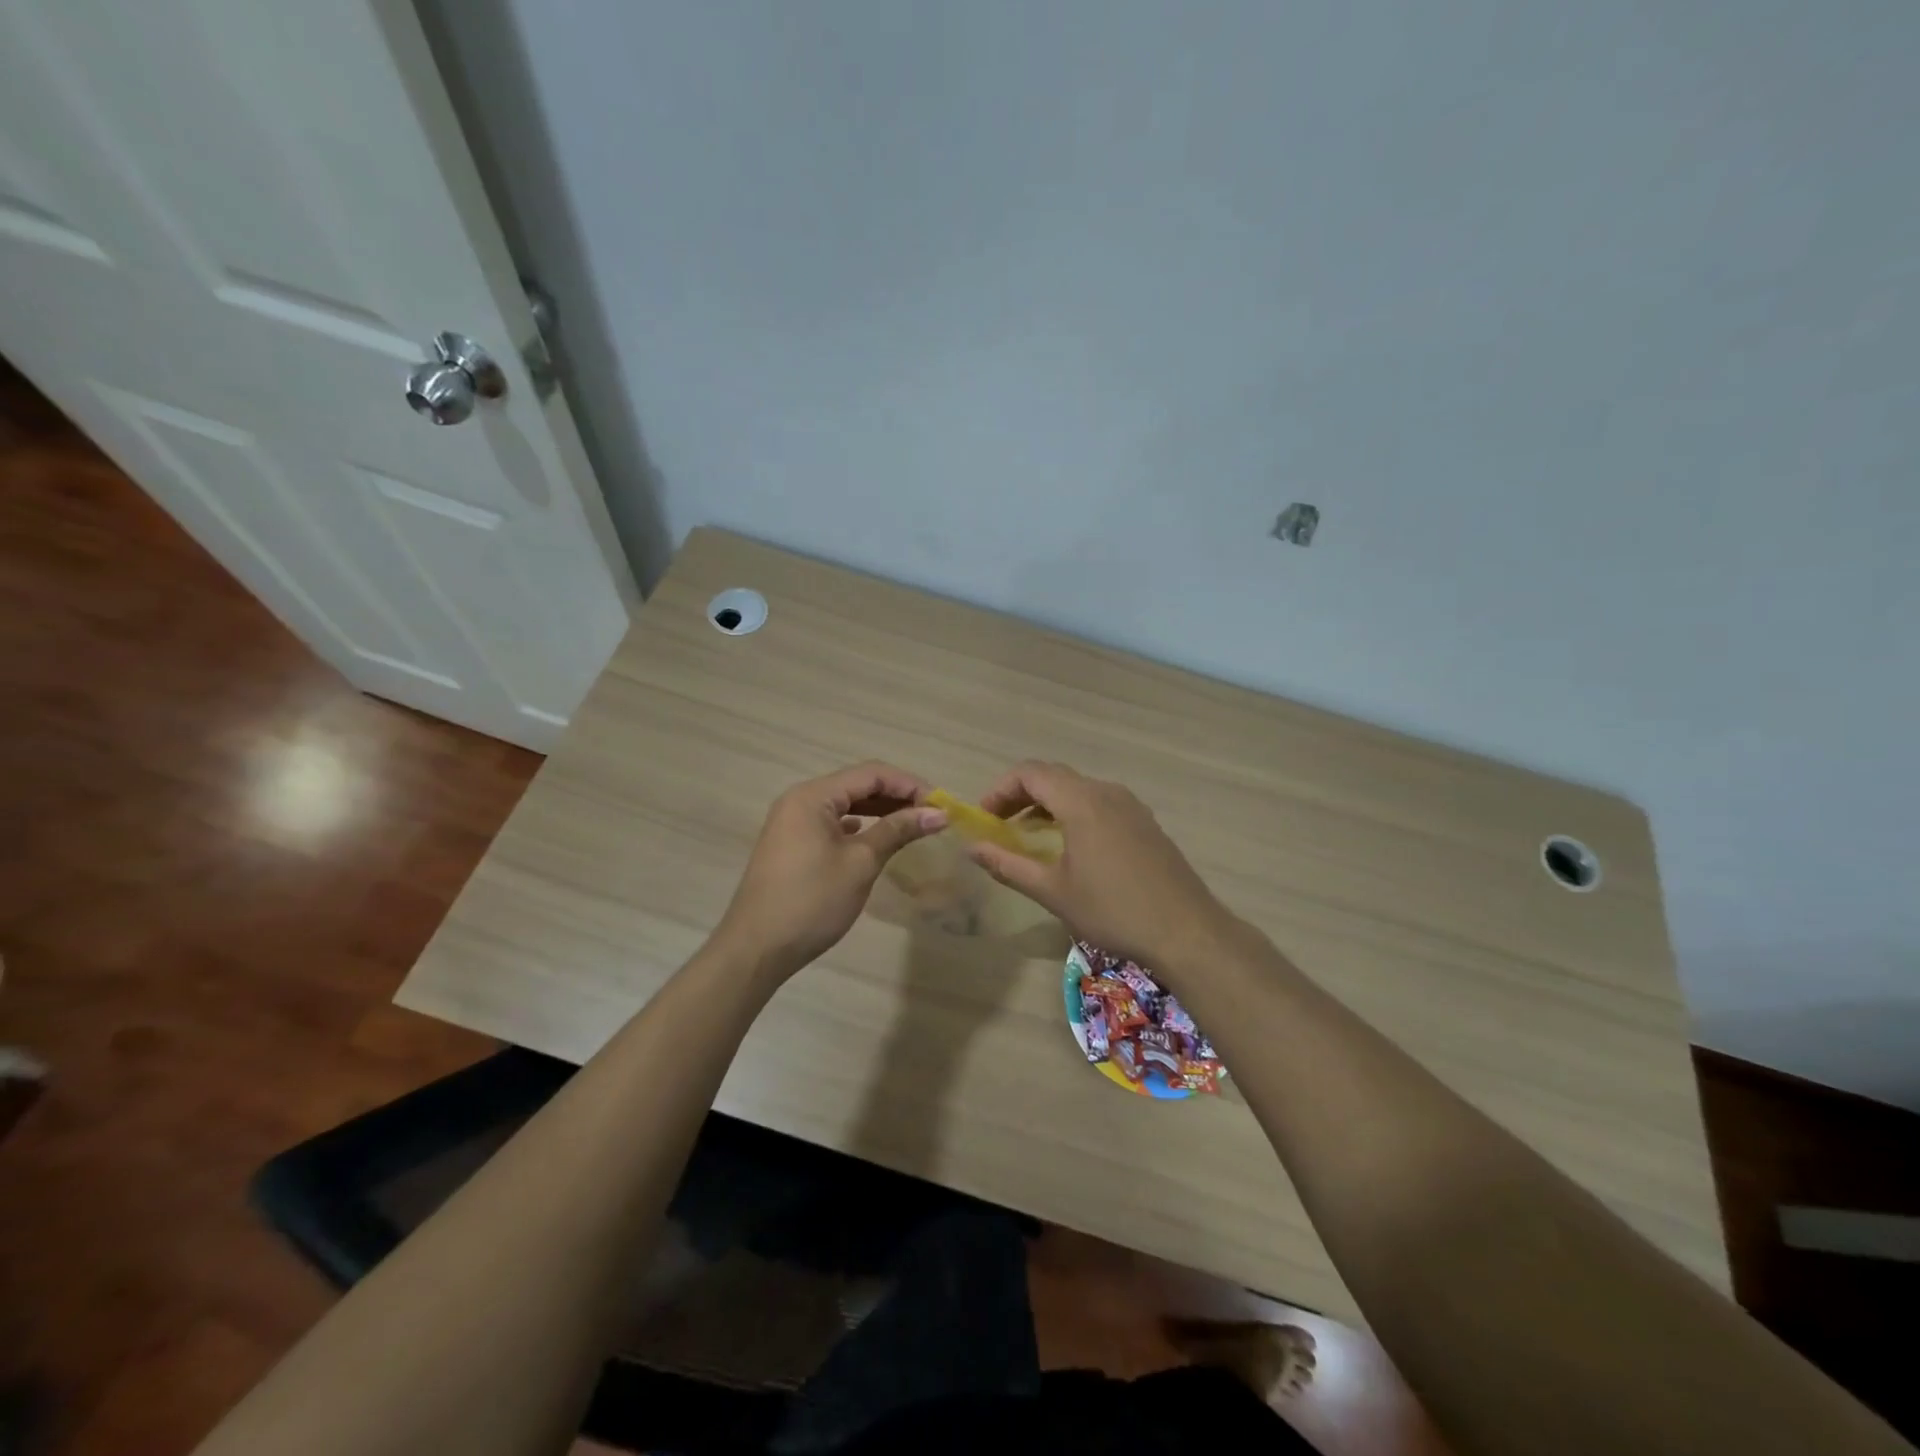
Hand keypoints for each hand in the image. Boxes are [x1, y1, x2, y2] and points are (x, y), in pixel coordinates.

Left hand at [715, 762, 947, 979]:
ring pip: (845, 805)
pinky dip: (860, 827)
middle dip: (897, 796)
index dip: (909, 785)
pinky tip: (877, 838)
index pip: (871, 774)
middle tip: (933, 815)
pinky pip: (832, 823)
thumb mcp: (860, 863)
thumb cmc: (812, 901)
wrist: (757, 949)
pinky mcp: (792, 845)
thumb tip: (938, 813)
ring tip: (913, 825)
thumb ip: (898, 831)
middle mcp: (800, 800)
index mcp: (813, 796)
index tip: (941, 805)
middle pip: (857, 785)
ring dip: (880, 811)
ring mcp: (792, 823)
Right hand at [967, 761, 1231, 969]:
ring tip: (1028, 835)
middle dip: (1020, 795)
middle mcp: (1106, 792)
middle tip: (999, 825)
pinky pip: (1099, 802)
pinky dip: (1073, 812)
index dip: (1000, 789)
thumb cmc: (1113, 911)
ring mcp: (1130, 805)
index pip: (1030, 773)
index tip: (984, 818)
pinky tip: (1069, 845)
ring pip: (1078, 789)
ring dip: (1047, 804)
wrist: (1186, 931)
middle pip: (1053, 776)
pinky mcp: (1144, 822)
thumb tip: (972, 848)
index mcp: (1081, 801)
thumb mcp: (1053, 891)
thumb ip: (1008, 865)